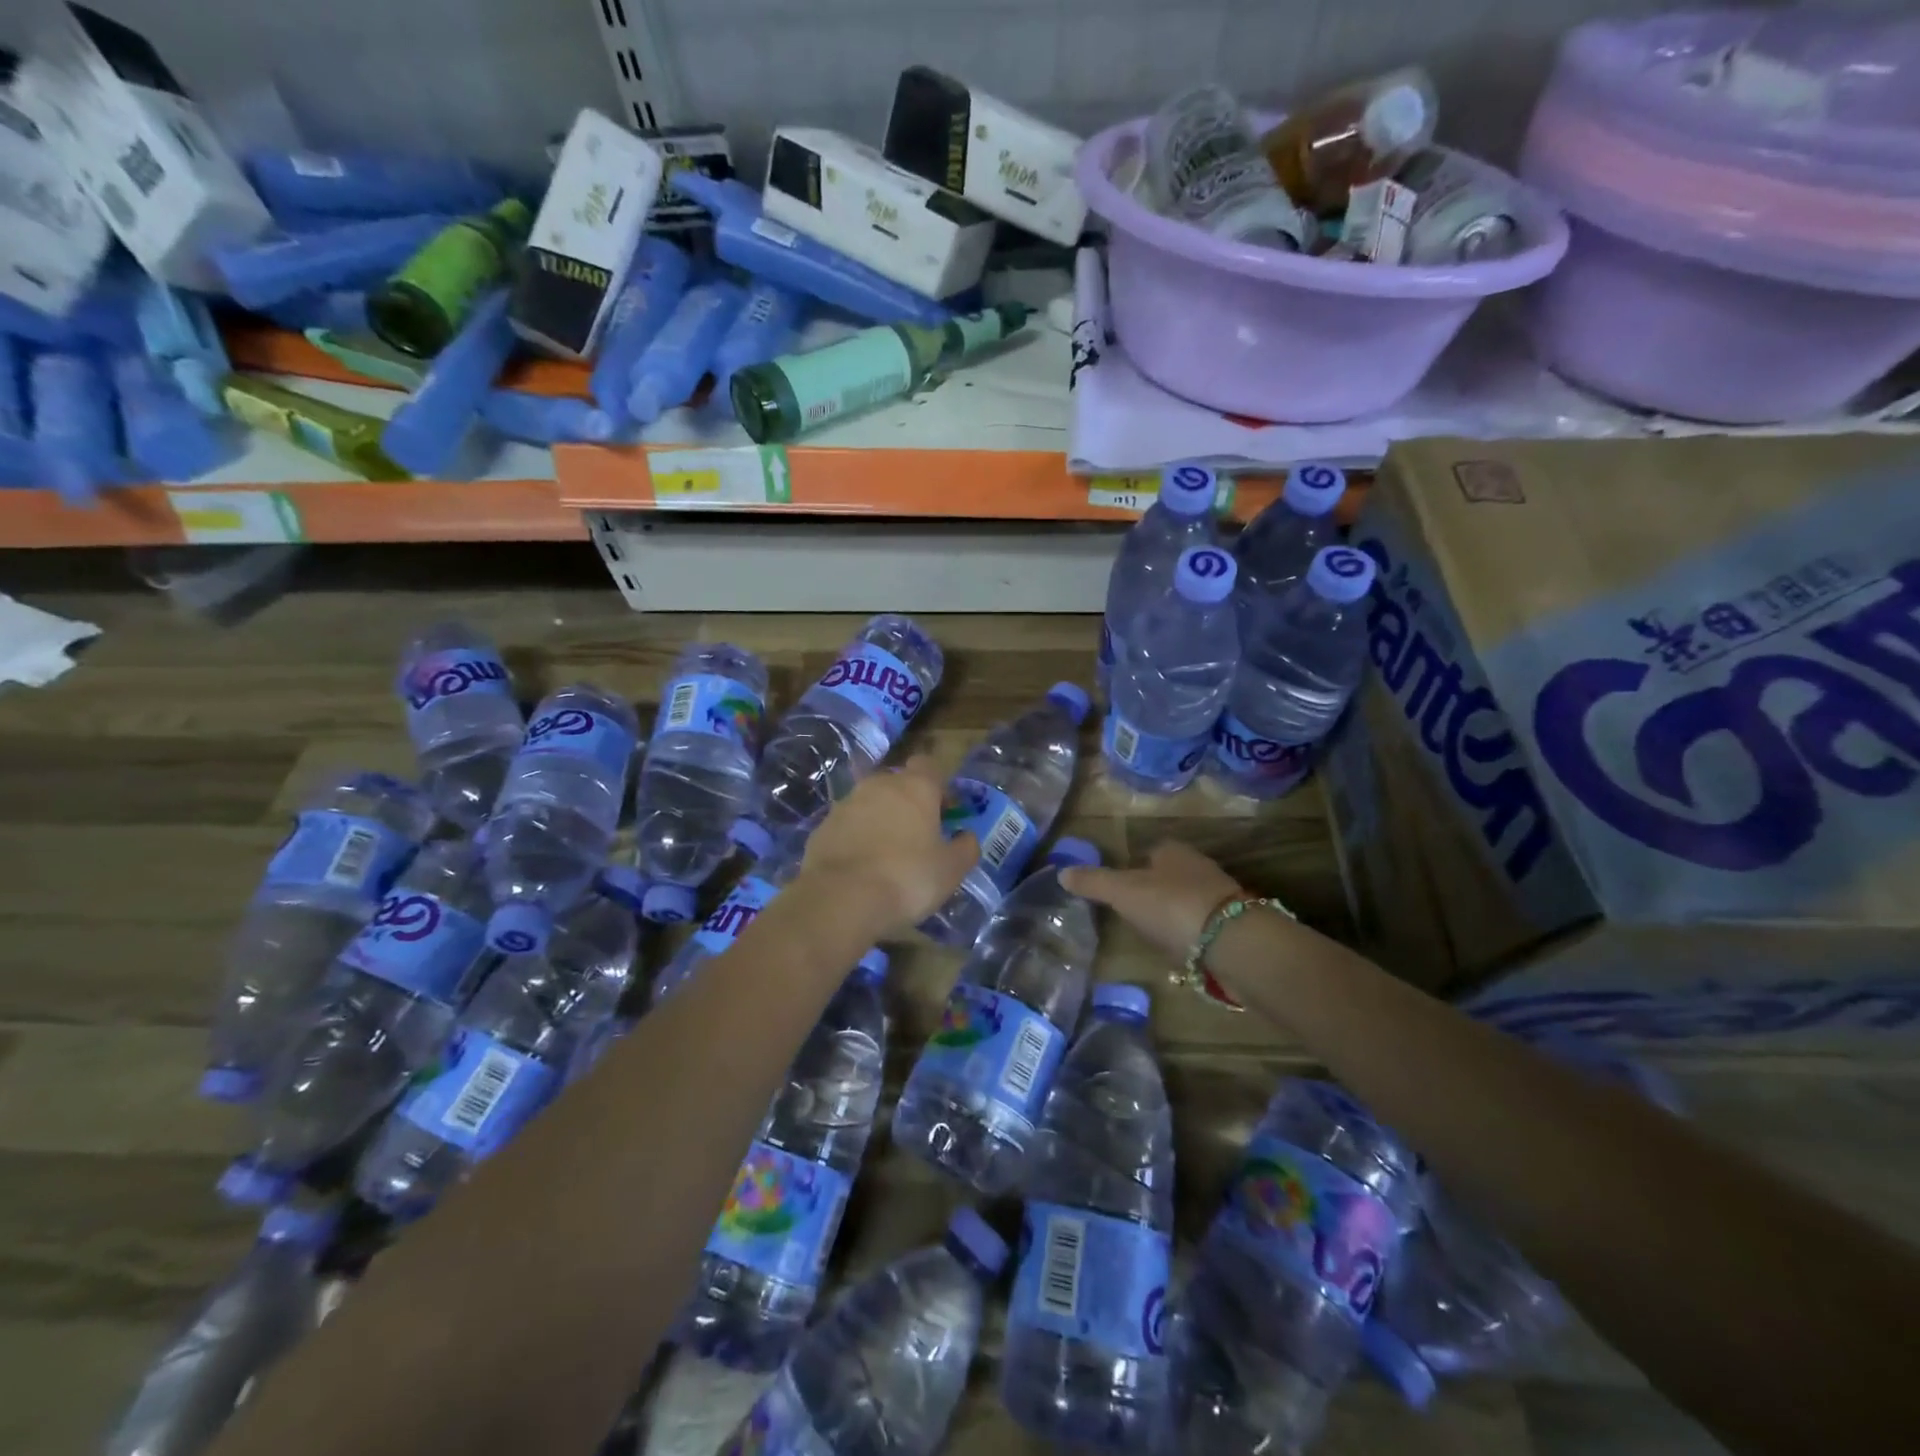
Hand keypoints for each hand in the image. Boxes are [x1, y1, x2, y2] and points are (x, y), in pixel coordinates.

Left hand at [797, 755, 978, 937]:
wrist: (841, 899)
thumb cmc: (907, 878)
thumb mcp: (951, 870)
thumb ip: (966, 848)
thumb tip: (967, 836)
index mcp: (915, 787)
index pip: (929, 766)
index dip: (939, 786)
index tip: (944, 812)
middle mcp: (879, 785)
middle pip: (898, 783)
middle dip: (909, 803)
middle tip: (918, 836)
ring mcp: (846, 804)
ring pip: (870, 803)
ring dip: (881, 820)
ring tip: (887, 856)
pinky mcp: (823, 827)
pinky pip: (847, 826)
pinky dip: (856, 839)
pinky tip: (861, 868)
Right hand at [1060, 841, 1243, 962]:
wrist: (1231, 941)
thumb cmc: (1171, 905)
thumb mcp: (1123, 892)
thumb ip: (1093, 882)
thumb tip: (1061, 872)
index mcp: (1172, 851)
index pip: (1150, 851)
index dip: (1133, 866)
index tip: (1120, 887)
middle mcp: (1199, 866)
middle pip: (1170, 874)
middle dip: (1154, 889)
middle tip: (1132, 911)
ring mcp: (1219, 896)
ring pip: (1187, 899)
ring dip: (1173, 912)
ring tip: (1153, 933)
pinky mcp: (1233, 926)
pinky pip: (1202, 925)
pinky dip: (1190, 934)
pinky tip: (1179, 948)